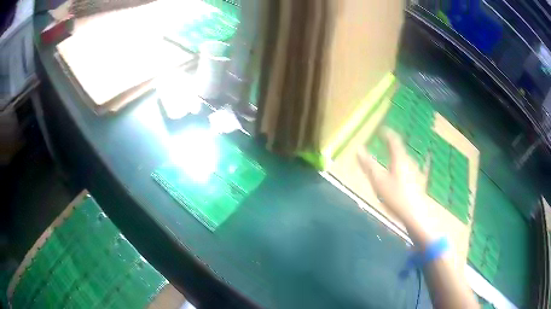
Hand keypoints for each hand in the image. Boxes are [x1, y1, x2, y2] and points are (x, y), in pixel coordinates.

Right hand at [357, 128, 427, 224]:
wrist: (415, 215)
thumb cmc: (396, 197)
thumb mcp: (378, 182)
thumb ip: (368, 165)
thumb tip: (358, 149)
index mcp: (399, 159)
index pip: (393, 140)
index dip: (387, 133)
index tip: (380, 129)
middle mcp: (409, 162)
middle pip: (400, 149)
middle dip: (391, 144)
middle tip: (383, 141)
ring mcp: (415, 172)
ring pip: (404, 158)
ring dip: (396, 154)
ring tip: (389, 155)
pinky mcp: (417, 182)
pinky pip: (408, 168)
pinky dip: (402, 165)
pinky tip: (404, 170)